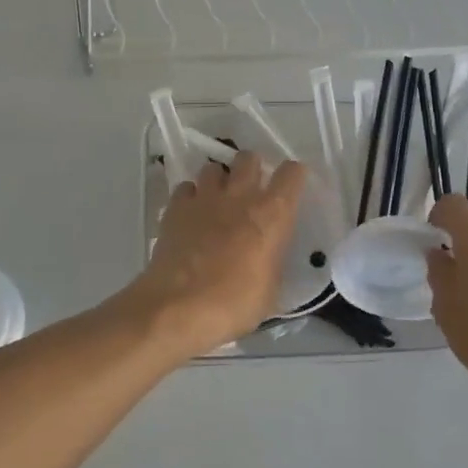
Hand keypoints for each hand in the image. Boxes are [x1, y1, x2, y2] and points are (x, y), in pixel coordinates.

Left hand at [123, 151, 306, 358]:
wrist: (177, 309)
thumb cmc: (233, 305)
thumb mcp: (270, 290)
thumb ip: (272, 261)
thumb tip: (268, 256)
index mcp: (272, 215)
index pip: (291, 174)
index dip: (293, 176)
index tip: (290, 188)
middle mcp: (240, 196)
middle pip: (248, 158)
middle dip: (252, 169)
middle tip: (250, 192)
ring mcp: (204, 199)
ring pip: (213, 168)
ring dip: (219, 180)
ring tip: (217, 202)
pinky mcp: (175, 208)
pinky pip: (186, 188)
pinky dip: (191, 197)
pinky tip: (191, 215)